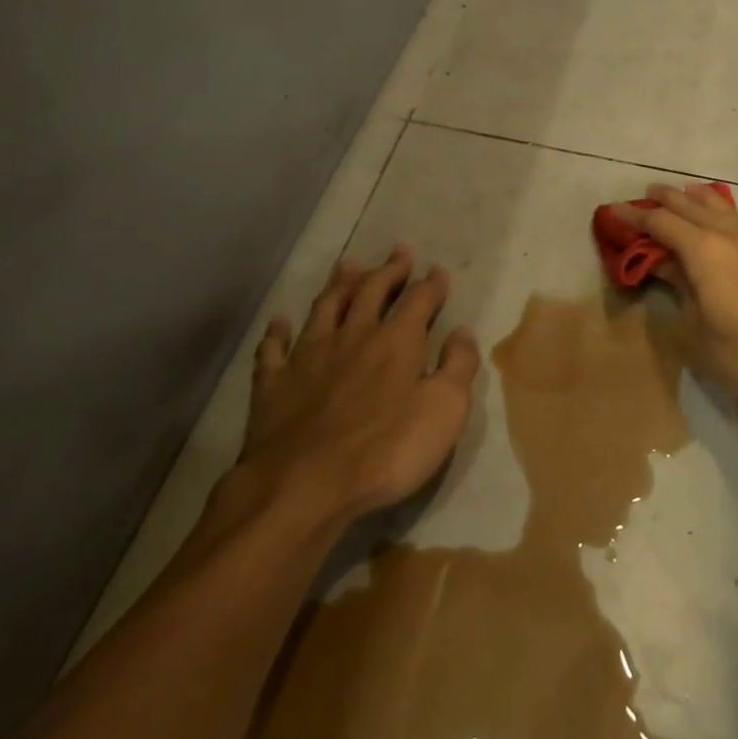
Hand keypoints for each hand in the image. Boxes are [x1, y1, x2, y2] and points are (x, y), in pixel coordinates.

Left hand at [221, 246, 480, 531]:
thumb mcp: (444, 410)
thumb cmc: (386, 450)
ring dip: (339, 284)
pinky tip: (280, 322)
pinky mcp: (273, 384)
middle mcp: (353, 336)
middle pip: (371, 291)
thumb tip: (463, 332)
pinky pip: (274, 349)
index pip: (418, 300)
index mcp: (396, 341)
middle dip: (388, 270)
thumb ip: (458, 367)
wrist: (304, 486)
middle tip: (399, 252)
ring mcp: (308, 357)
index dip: (430, 284)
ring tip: (348, 265)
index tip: (438, 271)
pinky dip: (278, 332)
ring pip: (325, 308)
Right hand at [610, 184, 737, 400]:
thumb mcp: (697, 333)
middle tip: (649, 192)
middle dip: (667, 199)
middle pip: (691, 206)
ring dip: (698, 199)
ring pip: (721, 208)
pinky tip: (724, 222)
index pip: (661, 224)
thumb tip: (667, 268)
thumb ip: (681, 294)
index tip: (615, 210)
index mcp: (702, 251)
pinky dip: (722, 213)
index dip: (636, 217)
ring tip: (687, 193)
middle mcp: (728, 235)